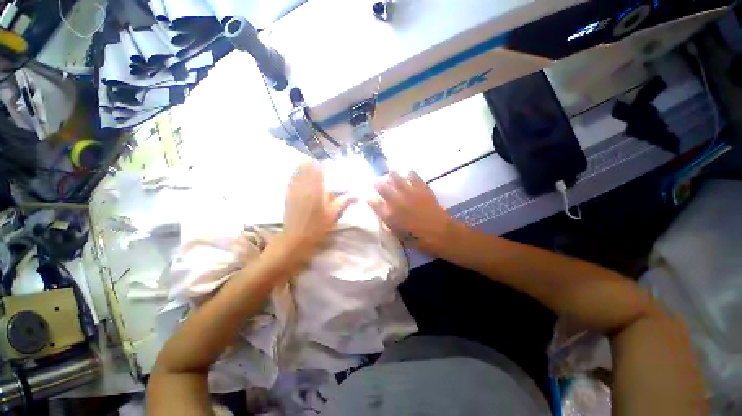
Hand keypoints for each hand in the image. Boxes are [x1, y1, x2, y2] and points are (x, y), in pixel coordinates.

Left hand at [268, 162, 355, 265]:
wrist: (295, 239)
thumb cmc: (317, 227)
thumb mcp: (333, 215)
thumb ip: (343, 202)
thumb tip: (356, 195)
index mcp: (316, 189)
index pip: (318, 168)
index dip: (324, 163)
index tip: (330, 164)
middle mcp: (303, 185)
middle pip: (306, 165)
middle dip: (314, 163)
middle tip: (322, 168)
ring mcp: (293, 189)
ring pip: (297, 170)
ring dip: (305, 167)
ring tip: (313, 171)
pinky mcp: (288, 194)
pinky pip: (292, 178)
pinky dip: (298, 175)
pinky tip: (303, 180)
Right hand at [369, 170, 455, 254]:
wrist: (440, 233)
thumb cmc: (419, 239)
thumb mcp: (400, 236)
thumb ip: (391, 225)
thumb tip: (385, 216)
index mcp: (391, 216)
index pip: (376, 205)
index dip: (371, 200)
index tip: (367, 197)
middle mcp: (398, 202)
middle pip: (384, 189)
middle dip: (378, 184)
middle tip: (376, 181)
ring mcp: (410, 194)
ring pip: (398, 180)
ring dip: (392, 175)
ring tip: (390, 171)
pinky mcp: (422, 189)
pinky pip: (415, 178)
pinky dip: (411, 173)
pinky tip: (408, 171)